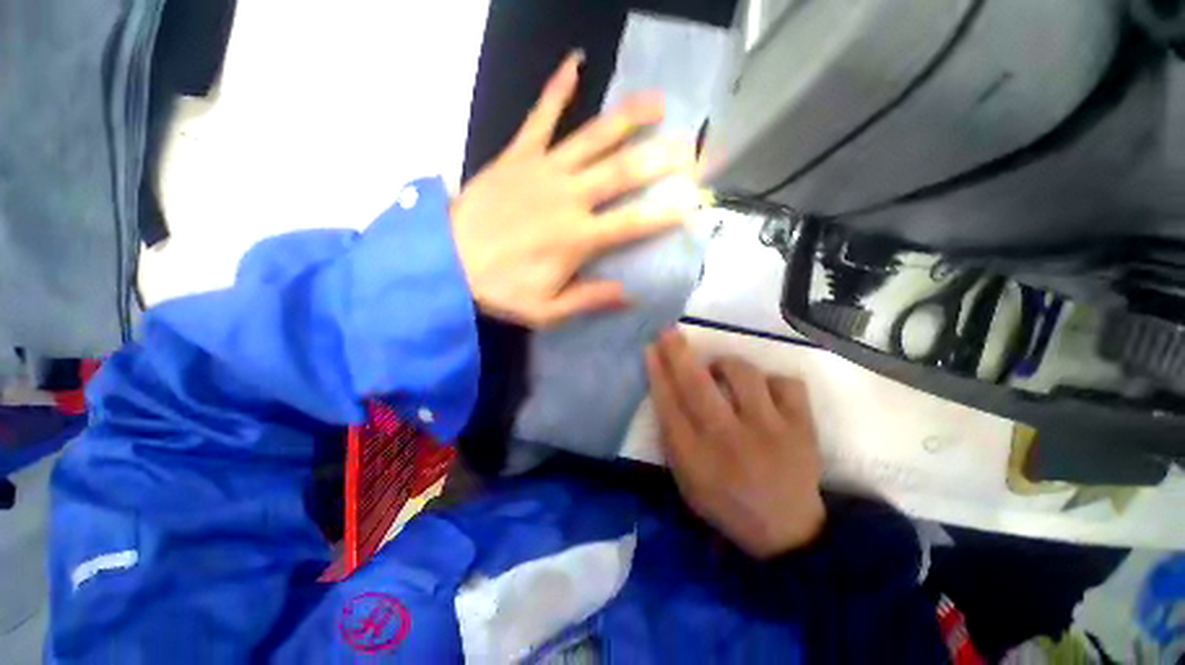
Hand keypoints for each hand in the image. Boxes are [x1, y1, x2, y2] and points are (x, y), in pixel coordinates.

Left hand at [450, 52, 698, 327]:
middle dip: (661, 158)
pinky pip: (541, 115)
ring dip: (628, 118)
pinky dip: (558, 87)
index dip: (666, 214)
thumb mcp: (546, 311)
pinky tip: (575, 61)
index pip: (634, 223)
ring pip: (594, 137)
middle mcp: (569, 198)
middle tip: (690, 147)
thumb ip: (589, 300)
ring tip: (658, 101)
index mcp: (578, 238)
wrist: (444, 260)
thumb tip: (629, 295)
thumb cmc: (499, 289)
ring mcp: (544, 170)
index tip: (692, 204)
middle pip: (623, 171)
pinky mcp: (518, 154)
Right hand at [645, 329, 824, 557]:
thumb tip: (666, 391)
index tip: (650, 348)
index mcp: (697, 459)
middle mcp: (729, 441)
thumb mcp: (686, 480)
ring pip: (744, 375)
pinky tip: (762, 391)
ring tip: (721, 371)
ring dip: (726, 364)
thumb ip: (673, 438)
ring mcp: (770, 432)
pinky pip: (786, 383)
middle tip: (668, 332)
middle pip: (697, 386)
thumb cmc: (726, 503)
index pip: (668, 405)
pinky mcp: (802, 428)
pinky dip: (770, 380)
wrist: (787, 533)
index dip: (657, 373)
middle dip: (678, 353)